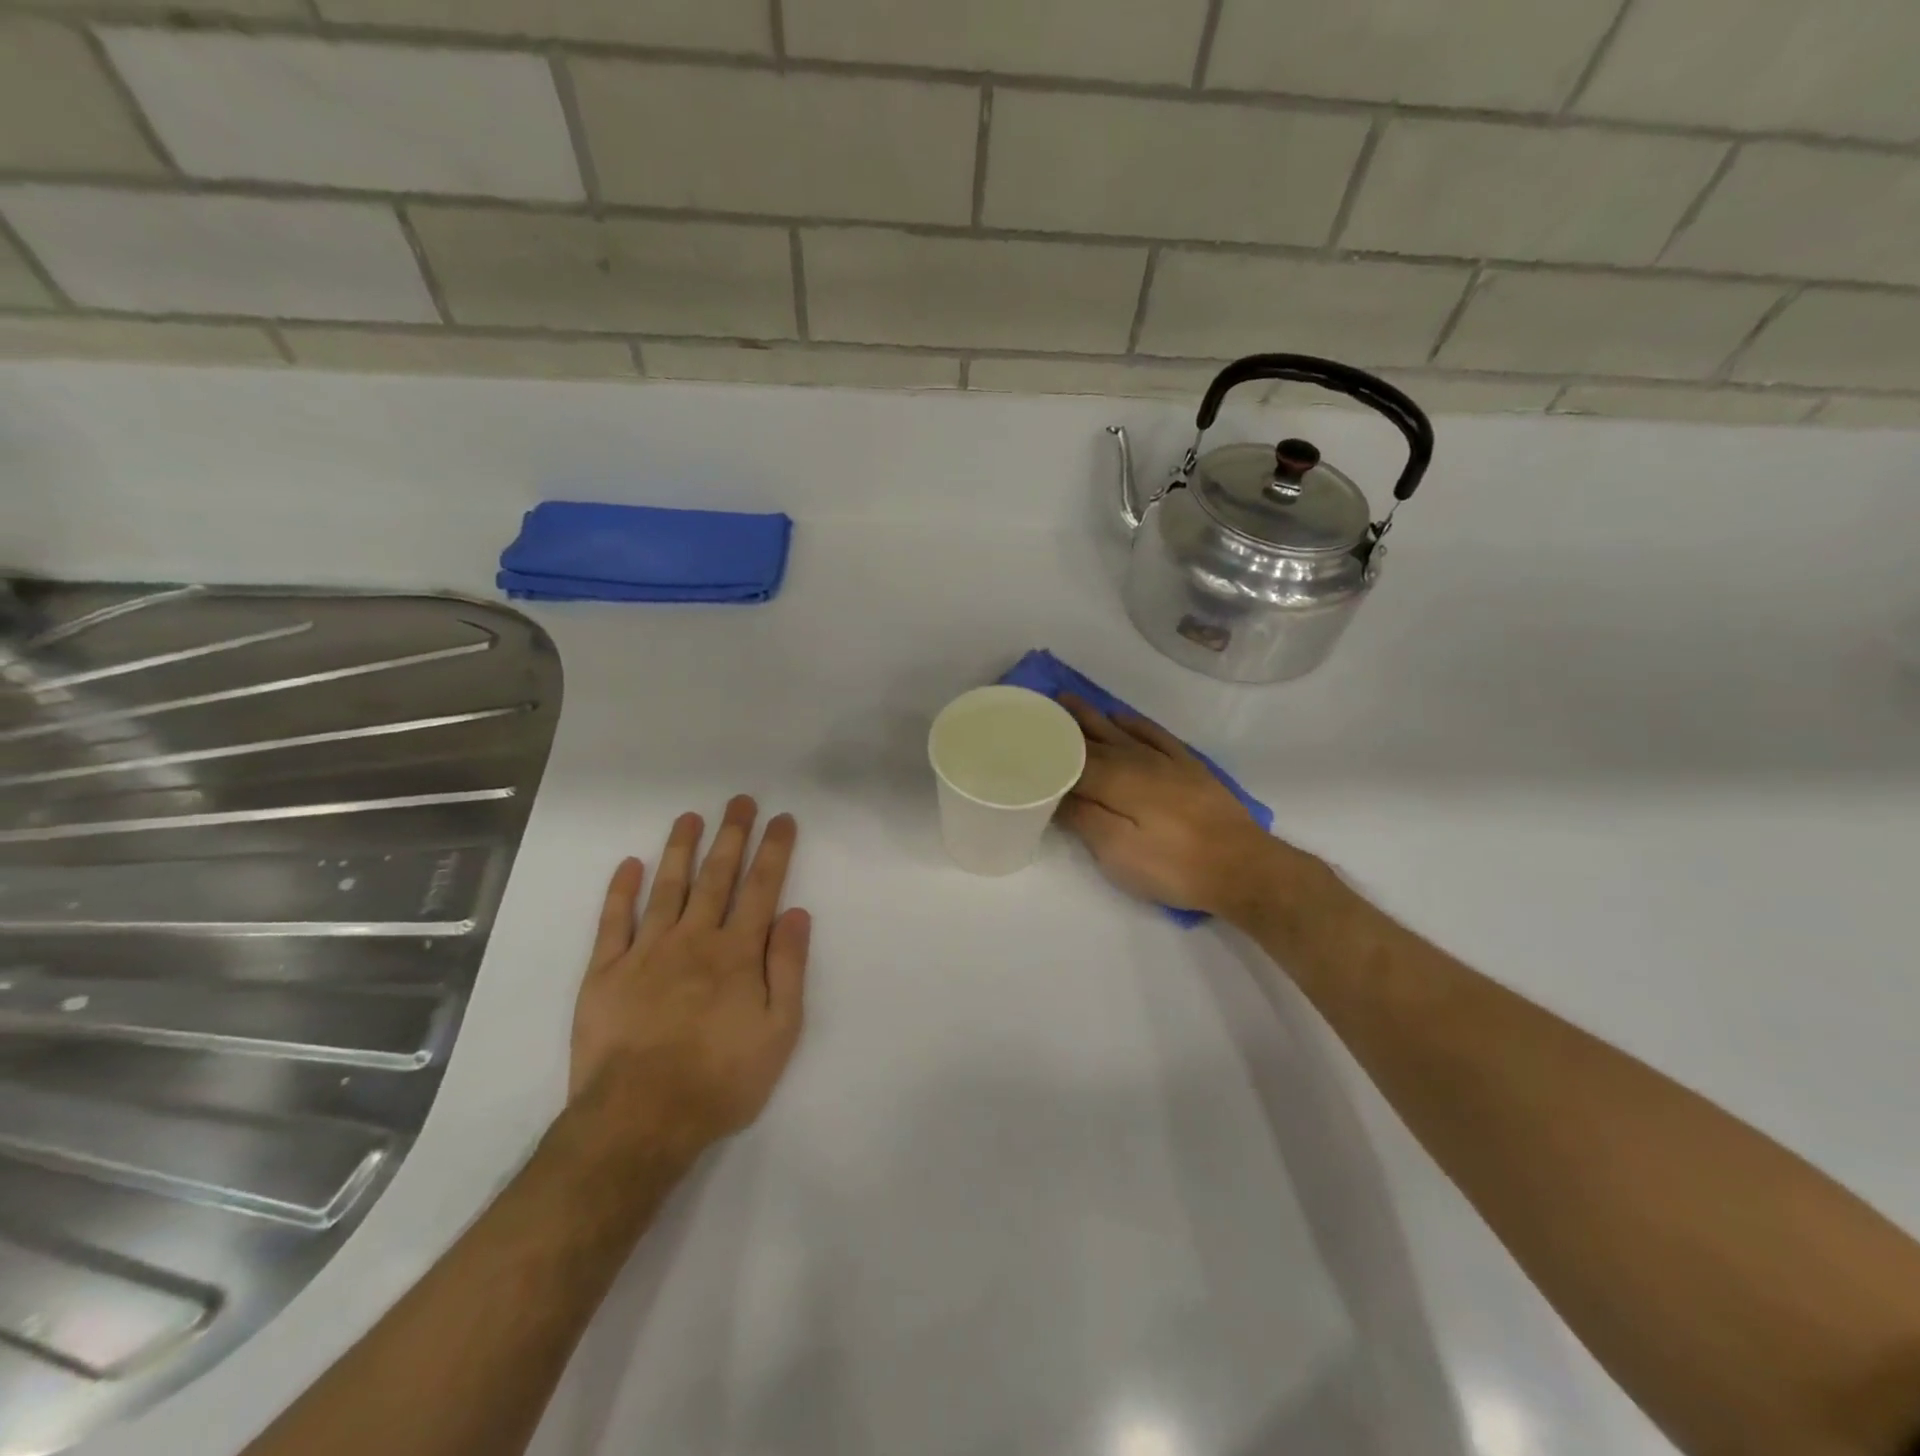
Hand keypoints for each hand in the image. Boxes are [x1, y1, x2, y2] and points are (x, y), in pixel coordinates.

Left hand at [568, 796, 810, 1166]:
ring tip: (690, 817)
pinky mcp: (604, 973)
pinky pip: (613, 922)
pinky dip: (620, 891)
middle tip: (740, 801)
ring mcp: (645, 952)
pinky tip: (628, 865)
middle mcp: (693, 939)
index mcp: (737, 953)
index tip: (782, 818)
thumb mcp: (779, 1031)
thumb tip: (796, 913)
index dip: (773, 850)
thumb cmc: (721, 1079)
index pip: (761, 888)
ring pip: (667, 887)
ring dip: (680, 849)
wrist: (640, 1119)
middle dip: (732, 835)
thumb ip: (789, 968)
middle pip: (716, 877)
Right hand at [1056, 696, 1302, 920]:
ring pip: (1118, 729)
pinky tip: (1121, 717)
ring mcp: (1164, 759)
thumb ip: (1083, 817)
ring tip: (1067, 700)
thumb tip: (1052, 791)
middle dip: (1061, 723)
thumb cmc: (1173, 865)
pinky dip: (1133, 723)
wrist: (1242, 867)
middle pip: (1090, 737)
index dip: (1043, 745)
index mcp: (1113, 778)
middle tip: (1034, 708)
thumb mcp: (1117, 852)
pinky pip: (1153, 733)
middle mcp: (1134, 759)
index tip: (1018, 734)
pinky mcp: (1188, 766)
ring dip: (1091, 715)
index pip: (1067, 756)